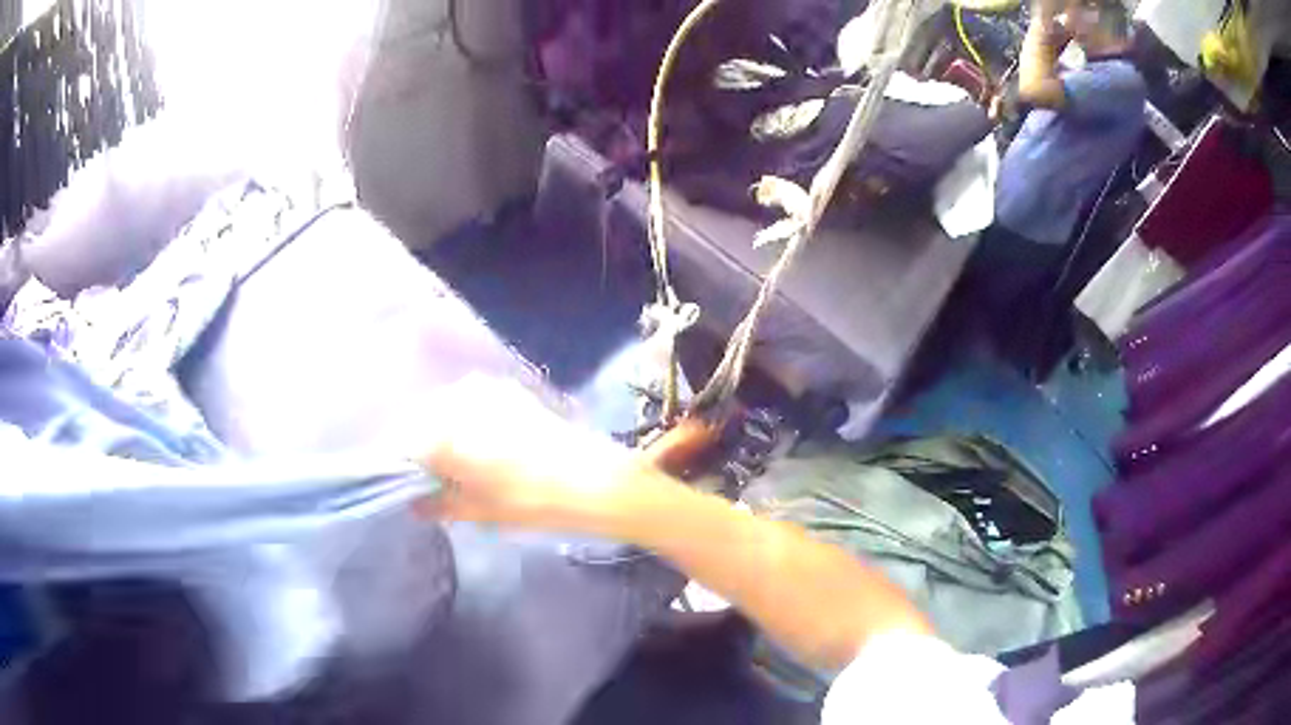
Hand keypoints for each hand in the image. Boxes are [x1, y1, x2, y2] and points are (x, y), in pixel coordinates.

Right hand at [412, 375, 634, 529]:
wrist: (591, 480)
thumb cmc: (527, 501)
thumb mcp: (478, 511)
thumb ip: (439, 505)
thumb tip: (415, 506)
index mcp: (442, 432)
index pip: (406, 445)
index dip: (406, 467)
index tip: (414, 484)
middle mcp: (457, 401)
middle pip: (426, 422)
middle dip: (427, 447)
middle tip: (440, 478)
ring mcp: (485, 390)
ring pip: (449, 409)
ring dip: (448, 432)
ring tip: (465, 463)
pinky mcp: (510, 390)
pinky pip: (474, 403)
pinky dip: (471, 421)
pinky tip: (487, 446)